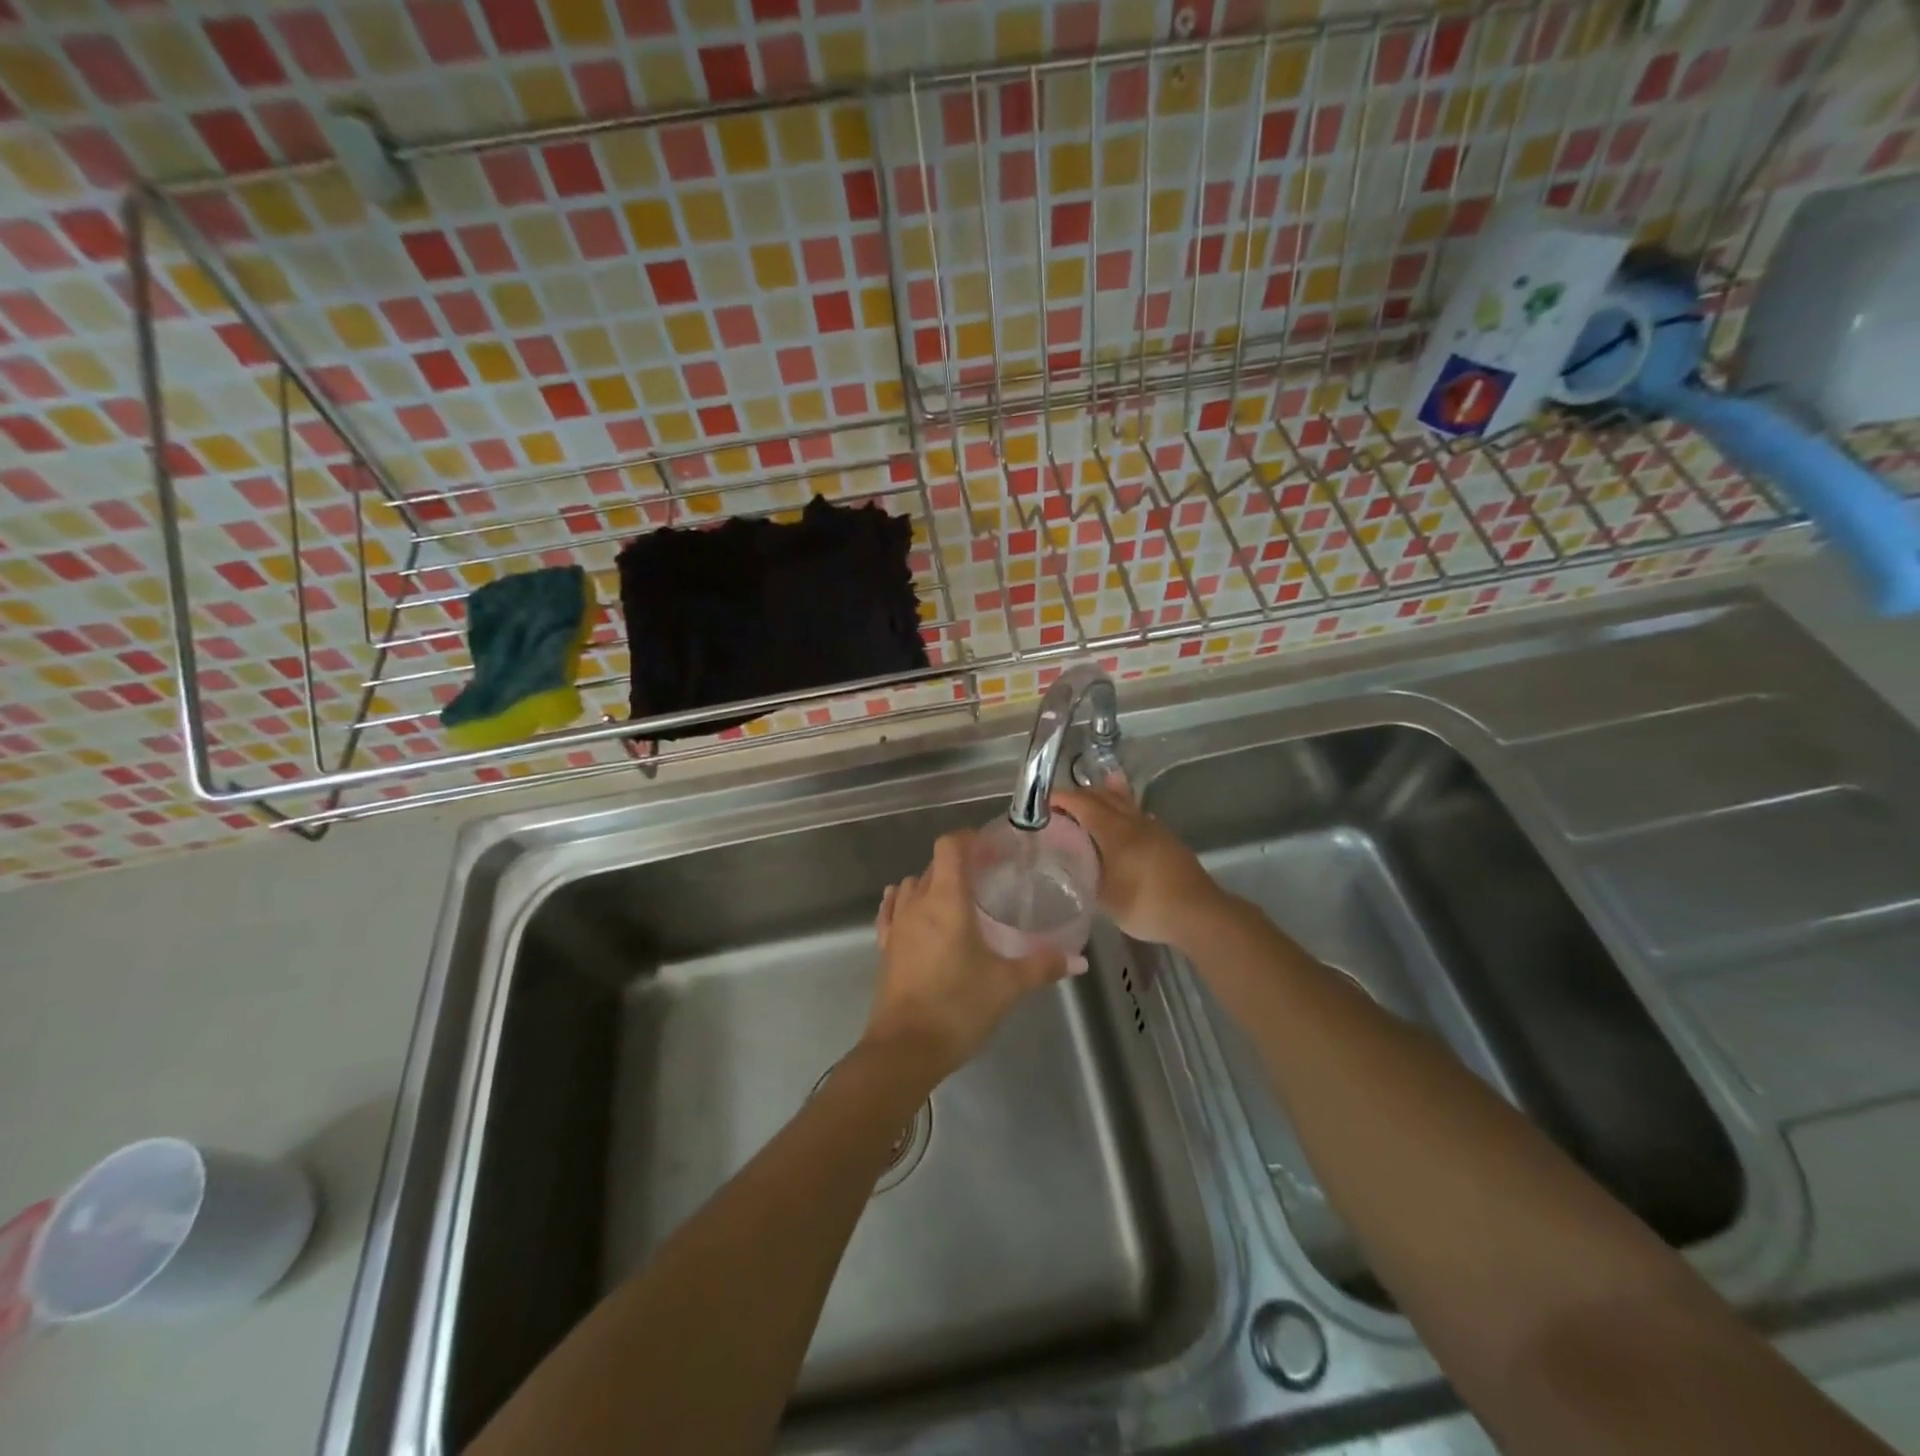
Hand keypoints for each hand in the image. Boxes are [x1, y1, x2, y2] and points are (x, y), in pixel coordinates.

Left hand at [867, 831, 1067, 1079]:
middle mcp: (917, 903)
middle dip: (959, 862)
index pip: (949, 846)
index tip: (992, 848)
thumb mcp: (1007, 986)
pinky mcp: (886, 948)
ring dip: (932, 882)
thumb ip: (1042, 966)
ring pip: (912, 885)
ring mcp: (897, 925)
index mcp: (946, 900)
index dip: (969, 839)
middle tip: (988, 876)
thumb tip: (1079, 960)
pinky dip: (904, 902)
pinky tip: (916, 911)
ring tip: (958, 898)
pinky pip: (892, 910)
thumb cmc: (958, 1007)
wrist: (904, 1050)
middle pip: (934, 865)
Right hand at [1051, 783, 1225, 948]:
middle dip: (1082, 795)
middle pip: (1105, 797)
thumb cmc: (1146, 904)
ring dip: (1107, 797)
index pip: (1083, 804)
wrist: (1198, 913)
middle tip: (1062, 802)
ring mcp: (1154, 830)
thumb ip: (1085, 876)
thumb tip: (1070, 864)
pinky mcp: (1168, 841)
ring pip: (1125, 804)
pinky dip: (1125, 812)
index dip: (1062, 799)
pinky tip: (1127, 823)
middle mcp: (1134, 822)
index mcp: (1114, 831)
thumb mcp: (1104, 897)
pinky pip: (1139, 817)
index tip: (1044, 801)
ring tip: (1095, 793)